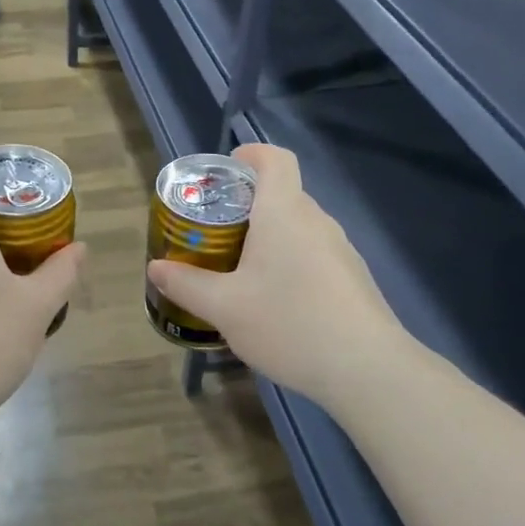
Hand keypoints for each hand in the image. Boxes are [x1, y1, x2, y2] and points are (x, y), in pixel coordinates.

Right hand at [146, 144, 410, 411]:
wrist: (368, 370)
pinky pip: (313, 255)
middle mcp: (316, 220)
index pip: (274, 158)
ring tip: (239, 274)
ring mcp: (340, 250)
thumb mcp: (224, 308)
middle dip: (246, 207)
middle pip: (282, 194)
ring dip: (268, 240)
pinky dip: (290, 264)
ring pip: (297, 228)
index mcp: (284, 211)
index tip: (223, 175)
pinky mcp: (353, 278)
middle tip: (214, 235)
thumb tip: (156, 268)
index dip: (249, 155)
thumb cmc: (289, 323)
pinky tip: (276, 304)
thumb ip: (186, 284)